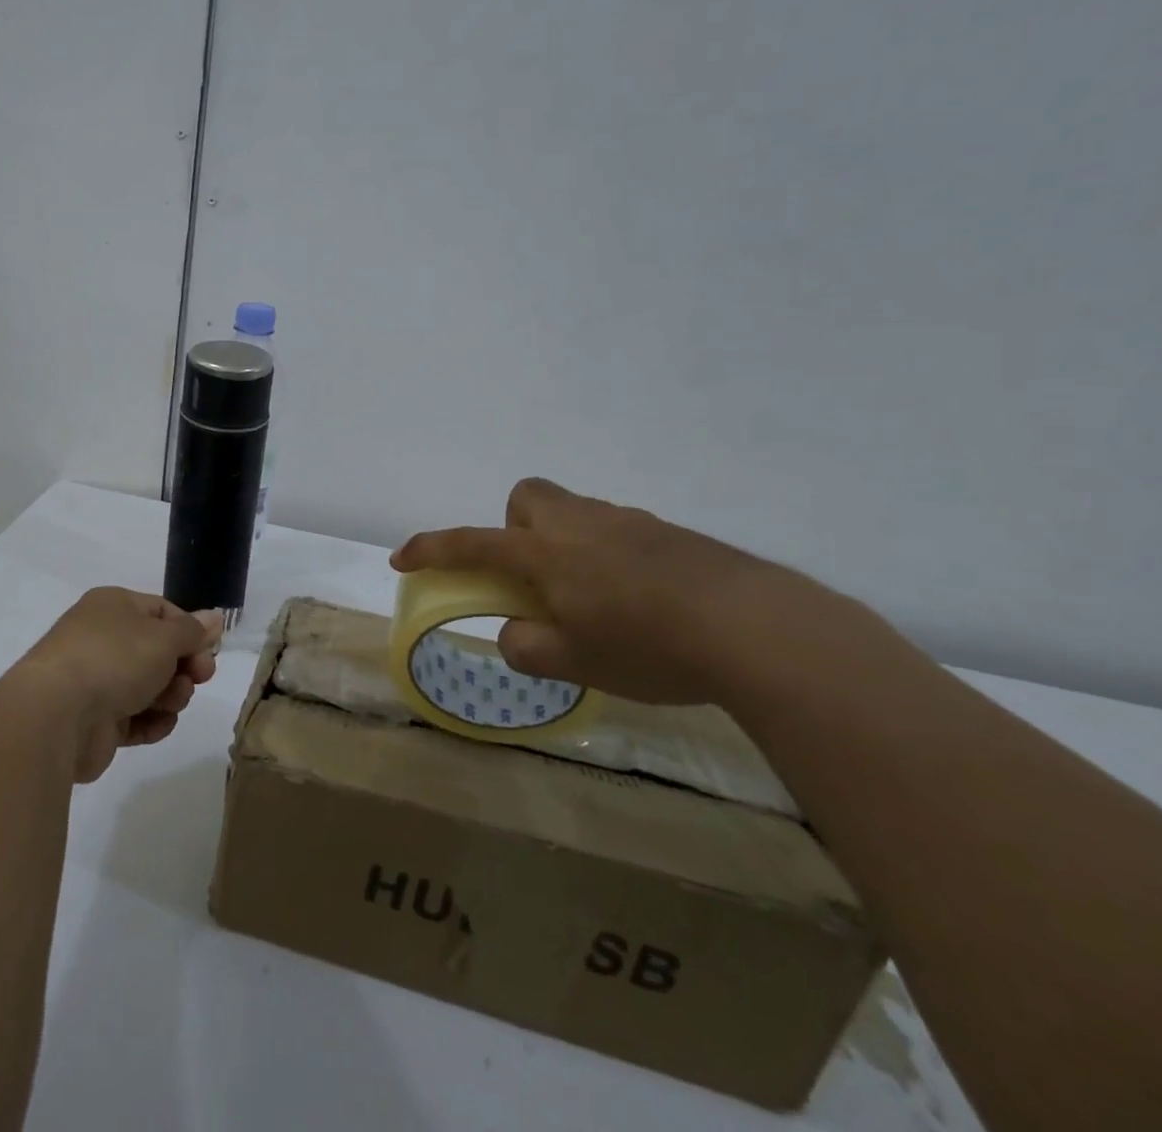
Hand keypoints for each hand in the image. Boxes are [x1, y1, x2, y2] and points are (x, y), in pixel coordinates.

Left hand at [7, 587, 222, 782]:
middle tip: (199, 679)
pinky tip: (158, 725)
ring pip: (148, 686)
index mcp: (113, 607)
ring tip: (171, 703)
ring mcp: (96, 681)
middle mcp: (102, 638)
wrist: (56, 716)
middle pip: (158, 651)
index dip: (190, 632)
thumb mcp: (164, 638)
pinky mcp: (94, 721)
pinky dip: (150, 722)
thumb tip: (214, 617)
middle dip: (183, 667)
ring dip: (170, 695)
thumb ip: (193, 631)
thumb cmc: (115, 659)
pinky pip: (133, 718)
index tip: (210, 652)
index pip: (162, 612)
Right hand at [391, 477, 842, 704]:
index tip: (404, 558)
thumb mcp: (575, 664)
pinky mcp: (671, 535)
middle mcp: (581, 525)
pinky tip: (643, 604)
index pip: (472, 544)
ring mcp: (630, 523)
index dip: (432, 549)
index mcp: (546, 553)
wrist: (757, 628)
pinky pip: (620, 534)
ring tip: (596, 604)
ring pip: (577, 516)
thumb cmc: (649, 646)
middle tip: (536, 580)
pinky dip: (612, 559)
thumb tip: (516, 634)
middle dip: (517, 531)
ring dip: (567, 548)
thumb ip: (527, 648)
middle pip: (528, 498)